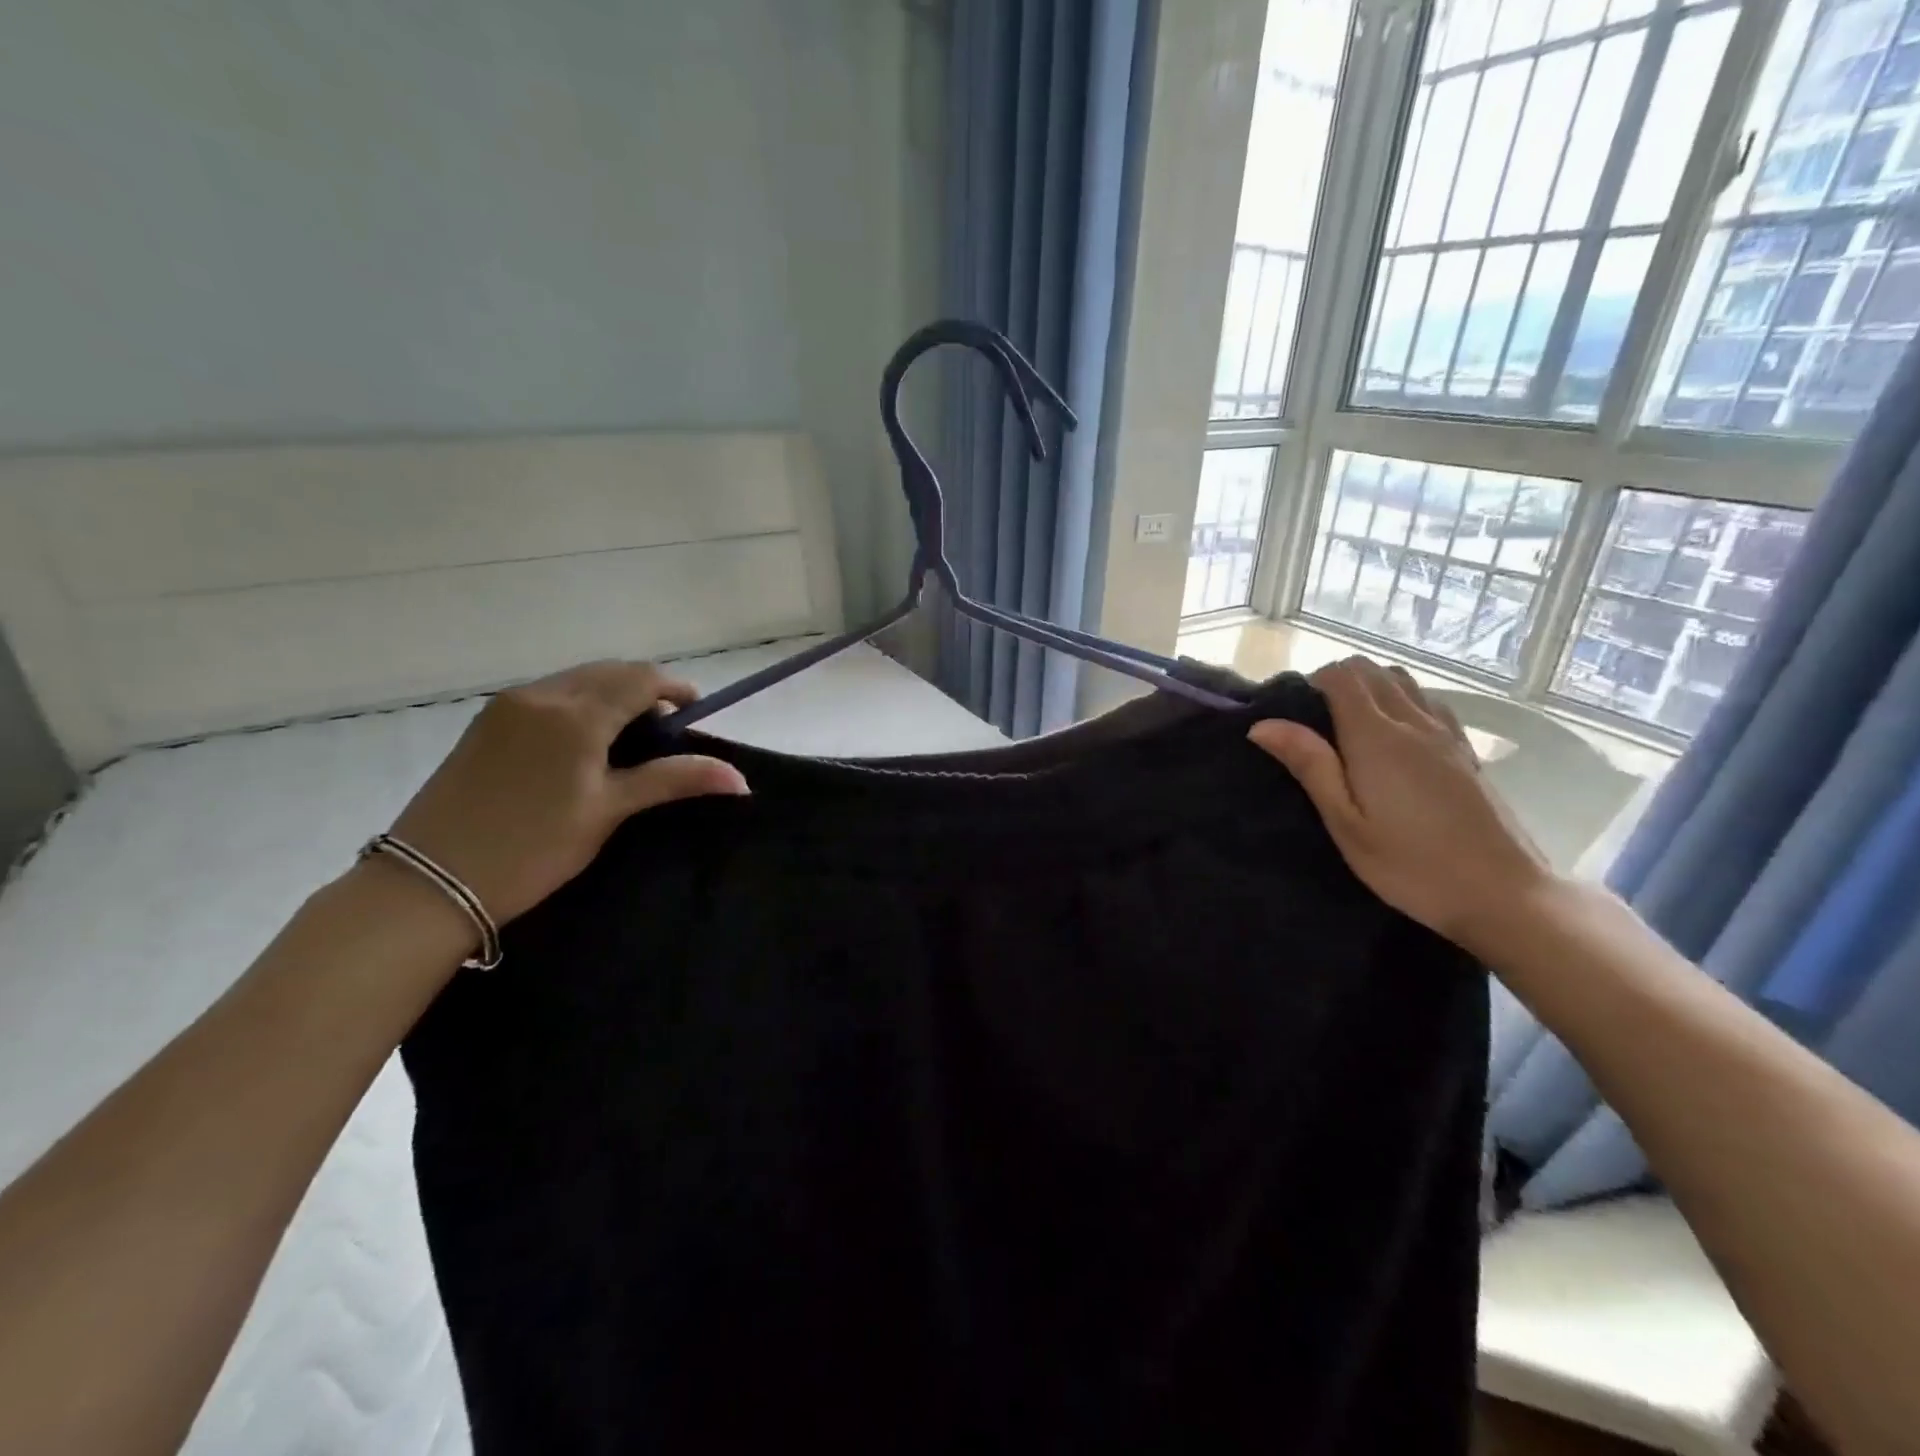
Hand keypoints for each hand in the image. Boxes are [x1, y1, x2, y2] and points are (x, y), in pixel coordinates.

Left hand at [385, 661, 748, 927]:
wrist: (429, 881)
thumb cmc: (532, 848)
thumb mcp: (609, 811)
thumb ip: (672, 780)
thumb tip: (739, 778)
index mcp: (576, 714)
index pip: (641, 678)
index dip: (676, 688)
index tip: (695, 713)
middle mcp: (541, 696)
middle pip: (609, 672)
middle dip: (645, 689)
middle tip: (666, 731)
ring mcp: (507, 706)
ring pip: (576, 681)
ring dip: (610, 695)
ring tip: (627, 739)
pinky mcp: (486, 723)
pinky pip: (548, 695)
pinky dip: (578, 704)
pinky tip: (582, 744)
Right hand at [1248, 656, 1551, 953]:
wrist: (1504, 894)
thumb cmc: (1411, 865)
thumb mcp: (1346, 823)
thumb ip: (1310, 766)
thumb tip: (1264, 724)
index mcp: (1376, 737)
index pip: (1341, 677)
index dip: (1311, 683)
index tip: (1292, 713)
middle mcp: (1413, 722)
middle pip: (1372, 671)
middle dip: (1337, 680)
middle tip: (1313, 722)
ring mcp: (1446, 734)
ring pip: (1403, 682)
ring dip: (1370, 687)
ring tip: (1348, 726)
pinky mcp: (1466, 751)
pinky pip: (1428, 702)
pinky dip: (1402, 701)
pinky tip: (1394, 737)